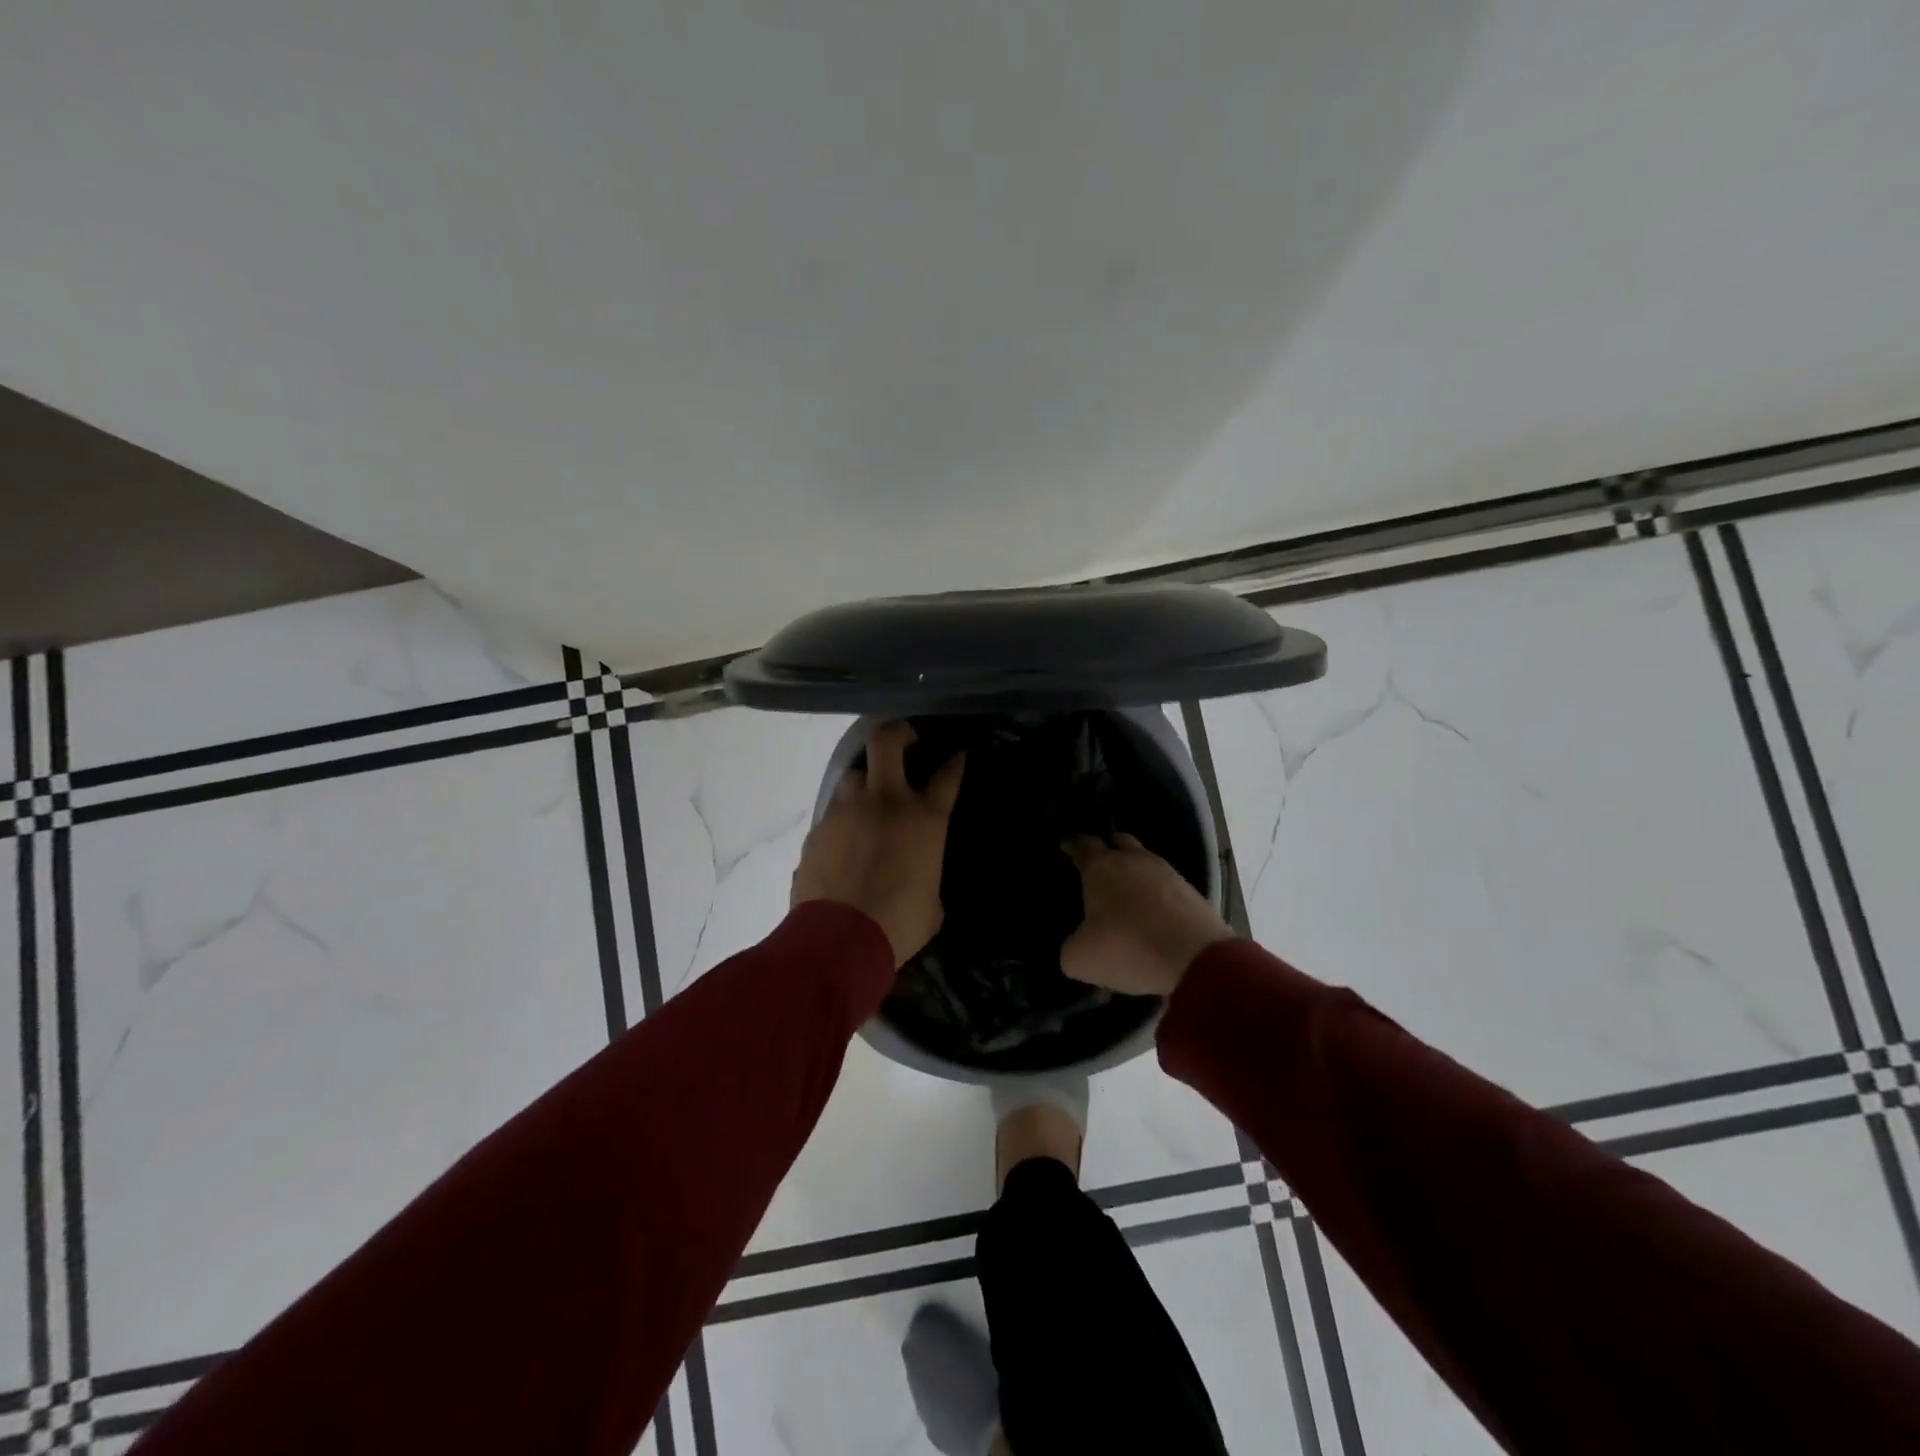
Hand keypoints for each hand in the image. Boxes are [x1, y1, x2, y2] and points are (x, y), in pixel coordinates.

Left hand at [792, 721, 965, 966]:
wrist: (839, 939)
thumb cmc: (899, 924)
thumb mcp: (932, 901)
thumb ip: (927, 873)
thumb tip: (919, 873)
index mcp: (923, 819)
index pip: (946, 776)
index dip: (954, 762)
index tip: (957, 756)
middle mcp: (885, 802)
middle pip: (888, 742)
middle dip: (898, 733)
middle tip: (906, 741)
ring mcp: (847, 811)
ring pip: (854, 773)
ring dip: (865, 780)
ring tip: (870, 798)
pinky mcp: (819, 828)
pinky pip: (834, 810)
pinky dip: (844, 816)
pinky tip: (846, 837)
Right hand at [1060, 833, 1234, 996]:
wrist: (1196, 960)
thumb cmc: (1127, 948)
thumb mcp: (1081, 958)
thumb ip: (1071, 947)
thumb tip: (1077, 943)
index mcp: (1101, 867)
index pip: (1082, 845)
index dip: (1072, 844)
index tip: (1066, 845)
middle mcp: (1134, 860)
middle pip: (1118, 841)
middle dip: (1107, 847)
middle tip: (1098, 862)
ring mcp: (1167, 873)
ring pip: (1145, 861)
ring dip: (1134, 872)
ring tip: (1126, 893)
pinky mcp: (1191, 892)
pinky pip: (1165, 885)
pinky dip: (1155, 894)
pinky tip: (1151, 913)